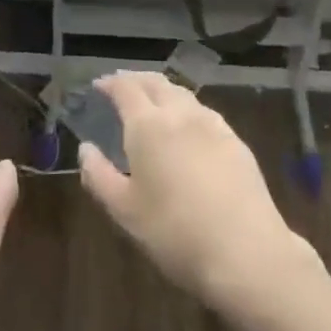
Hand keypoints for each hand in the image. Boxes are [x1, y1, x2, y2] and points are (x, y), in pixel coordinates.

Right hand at [79, 72, 316, 313]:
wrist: (246, 251)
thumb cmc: (175, 233)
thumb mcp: (125, 212)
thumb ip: (99, 176)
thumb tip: (85, 149)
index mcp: (148, 125)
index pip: (126, 88)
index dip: (110, 83)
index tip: (99, 85)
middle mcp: (180, 113)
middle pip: (155, 82)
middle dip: (136, 79)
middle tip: (122, 86)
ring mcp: (211, 123)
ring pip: (181, 93)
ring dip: (162, 90)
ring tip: (152, 103)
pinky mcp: (234, 139)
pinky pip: (203, 112)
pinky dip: (186, 108)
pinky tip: (187, 127)